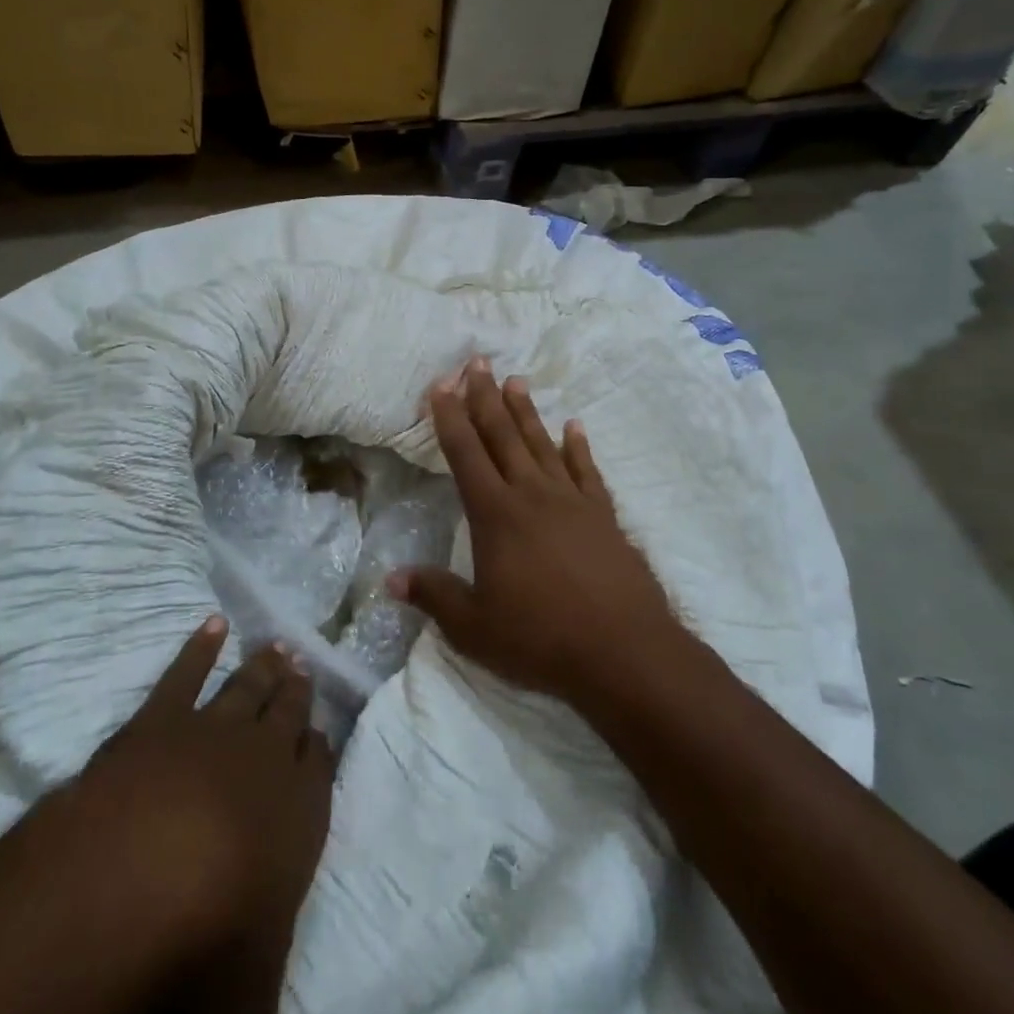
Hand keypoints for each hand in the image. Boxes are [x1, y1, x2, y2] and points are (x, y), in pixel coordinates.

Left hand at [0, 620, 332, 1013]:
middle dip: (297, 691)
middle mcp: (263, 761)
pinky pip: (184, 674)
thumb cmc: (204, 945)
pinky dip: (198, 647)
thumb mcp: (244, 1008)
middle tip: (303, 663)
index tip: (321, 727)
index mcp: (297, 815)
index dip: (320, 746)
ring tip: (277, 645)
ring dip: (263, 667)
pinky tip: (210, 623)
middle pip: (288, 713)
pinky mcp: (158, 720)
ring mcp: (210, 732)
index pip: (320, 766)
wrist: (130, 882)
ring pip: (248, 688)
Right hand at [388, 359, 685, 706]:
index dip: (450, 419)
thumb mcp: (474, 627)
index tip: (441, 386)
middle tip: (477, 362)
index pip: (465, 455)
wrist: (623, 651)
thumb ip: (433, 596)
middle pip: (503, 436)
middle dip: (486, 398)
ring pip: (542, 443)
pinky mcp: (603, 514)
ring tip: (516, 380)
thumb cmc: (541, 638)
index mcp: (496, 515)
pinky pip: (587, 470)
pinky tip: (574, 426)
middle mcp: (532, 495)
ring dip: (526, 411)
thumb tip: (390, 579)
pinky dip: (578, 446)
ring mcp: (572, 501)